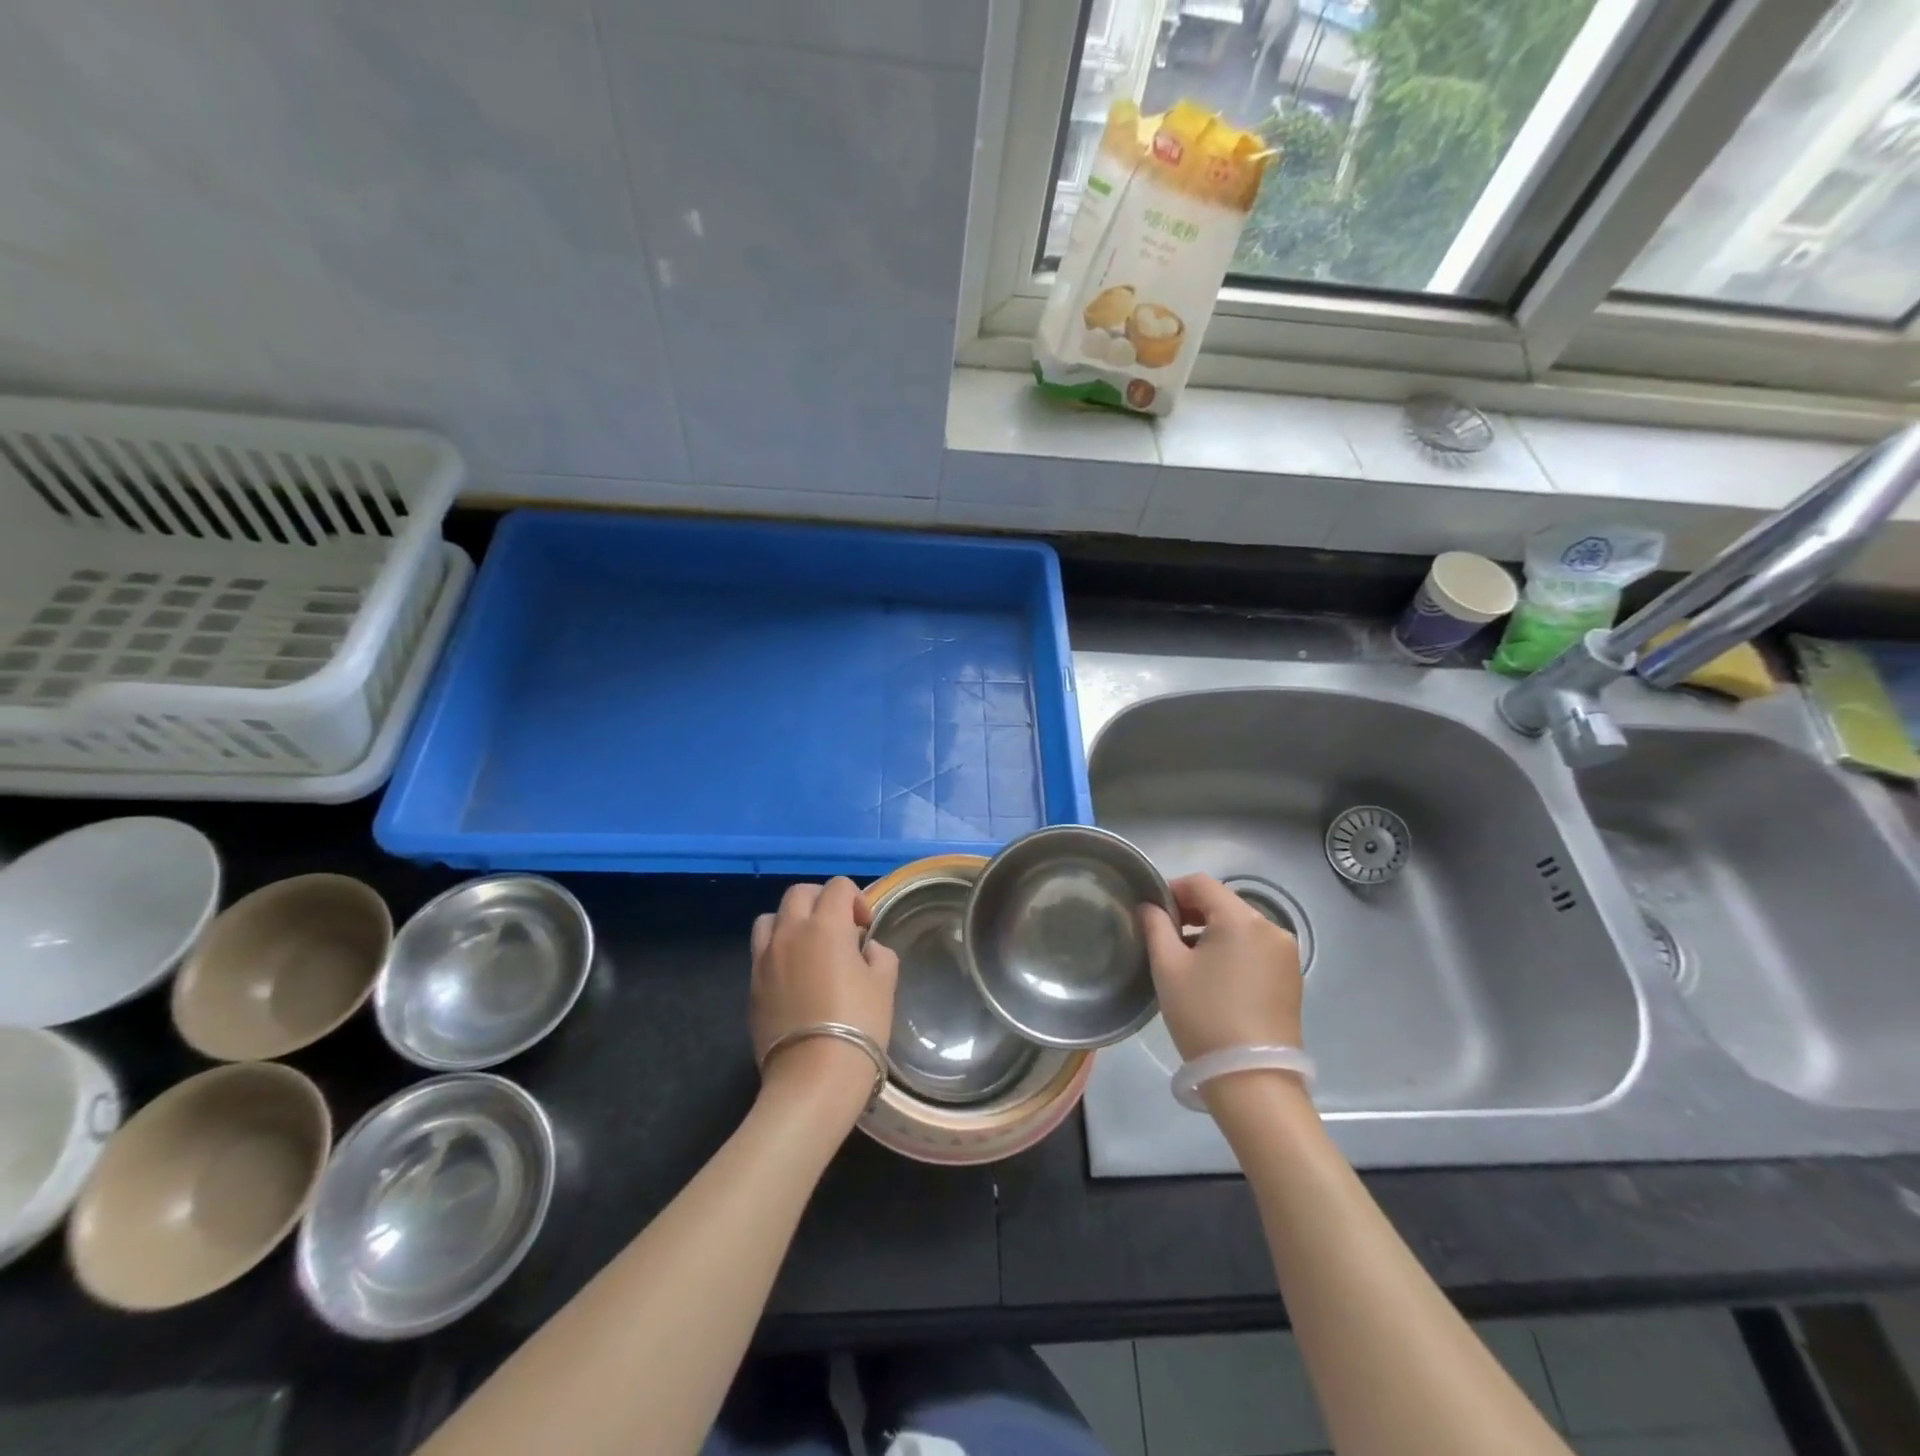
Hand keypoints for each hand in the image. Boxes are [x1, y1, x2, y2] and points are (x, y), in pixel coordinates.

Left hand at [750, 879, 898, 1108]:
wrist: (814, 1076)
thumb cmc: (859, 1024)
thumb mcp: (884, 984)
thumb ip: (878, 955)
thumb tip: (866, 949)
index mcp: (826, 925)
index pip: (838, 887)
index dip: (856, 899)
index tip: (865, 927)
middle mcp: (790, 932)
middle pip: (800, 893)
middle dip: (821, 901)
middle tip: (839, 928)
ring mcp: (765, 958)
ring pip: (771, 917)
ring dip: (791, 921)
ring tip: (808, 946)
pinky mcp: (752, 984)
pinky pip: (761, 950)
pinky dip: (777, 949)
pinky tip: (794, 975)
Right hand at [1139, 873, 1302, 1060]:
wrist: (1252, 1080)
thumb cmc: (1204, 1016)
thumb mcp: (1168, 968)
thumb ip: (1155, 926)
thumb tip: (1150, 906)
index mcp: (1242, 918)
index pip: (1202, 884)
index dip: (1172, 889)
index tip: (1151, 910)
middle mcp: (1271, 928)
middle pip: (1224, 903)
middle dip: (1191, 912)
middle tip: (1162, 934)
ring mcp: (1286, 954)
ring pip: (1240, 926)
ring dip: (1211, 932)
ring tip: (1185, 959)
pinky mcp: (1291, 978)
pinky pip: (1255, 948)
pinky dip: (1232, 950)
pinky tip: (1213, 976)